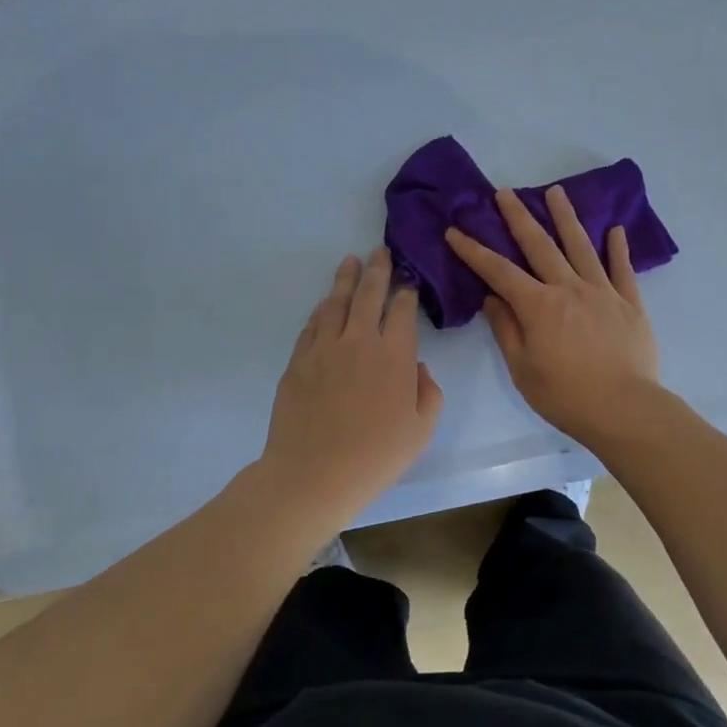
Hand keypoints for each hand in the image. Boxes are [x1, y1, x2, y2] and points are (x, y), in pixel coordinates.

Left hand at [258, 248, 444, 523]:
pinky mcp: (298, 361)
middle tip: (379, 251)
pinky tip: (326, 304)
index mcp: (394, 355)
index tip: (408, 283)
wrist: (312, 475)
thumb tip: (417, 369)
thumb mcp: (421, 430)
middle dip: (377, 270)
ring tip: (350, 262)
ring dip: (345, 279)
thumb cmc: (375, 457)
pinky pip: (312, 325)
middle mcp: (358, 341)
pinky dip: (322, 309)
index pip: (402, 310)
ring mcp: (323, 348)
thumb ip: (428, 393)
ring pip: (335, 303)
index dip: (406, 292)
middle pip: (368, 294)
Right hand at [444, 186, 660, 446]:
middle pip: (540, 245)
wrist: (625, 409)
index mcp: (538, 306)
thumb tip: (492, 297)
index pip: (498, 271)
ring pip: (581, 246)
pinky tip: (615, 230)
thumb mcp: (522, 369)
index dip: (474, 250)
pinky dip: (618, 248)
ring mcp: (603, 292)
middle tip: (505, 192)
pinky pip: (622, 269)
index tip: (455, 231)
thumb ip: (506, 329)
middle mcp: (569, 288)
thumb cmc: (566, 396)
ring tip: (556, 192)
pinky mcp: (630, 303)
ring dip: (566, 217)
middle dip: (519, 217)